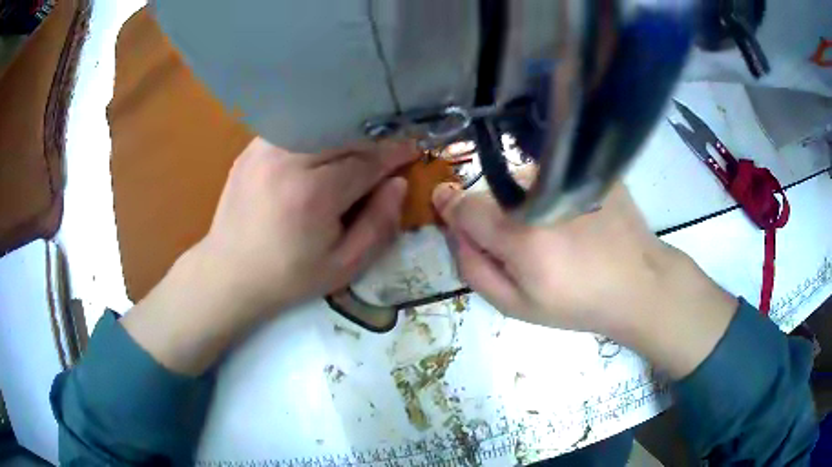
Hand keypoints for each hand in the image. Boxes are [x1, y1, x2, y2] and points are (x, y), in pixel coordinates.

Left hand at [196, 137, 416, 312]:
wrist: (229, 274)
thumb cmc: (288, 277)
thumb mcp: (344, 266)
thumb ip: (379, 225)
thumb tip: (398, 184)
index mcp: (312, 194)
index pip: (366, 160)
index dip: (394, 153)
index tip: (413, 148)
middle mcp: (287, 161)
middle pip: (343, 134)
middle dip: (372, 139)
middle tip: (388, 149)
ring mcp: (264, 150)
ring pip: (318, 125)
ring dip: (344, 133)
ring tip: (357, 148)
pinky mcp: (250, 149)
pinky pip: (294, 130)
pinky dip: (315, 134)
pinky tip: (321, 150)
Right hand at [433, 183, 737, 378]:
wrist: (639, 285)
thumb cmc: (578, 303)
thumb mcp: (517, 306)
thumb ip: (474, 270)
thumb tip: (455, 232)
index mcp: (520, 236)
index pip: (464, 205)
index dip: (453, 209)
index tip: (449, 208)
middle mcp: (542, 196)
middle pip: (494, 193)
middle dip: (493, 214)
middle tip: (521, 242)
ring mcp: (571, 176)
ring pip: (524, 181)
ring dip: (525, 201)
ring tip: (555, 229)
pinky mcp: (592, 169)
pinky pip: (554, 174)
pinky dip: (553, 190)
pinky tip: (575, 214)